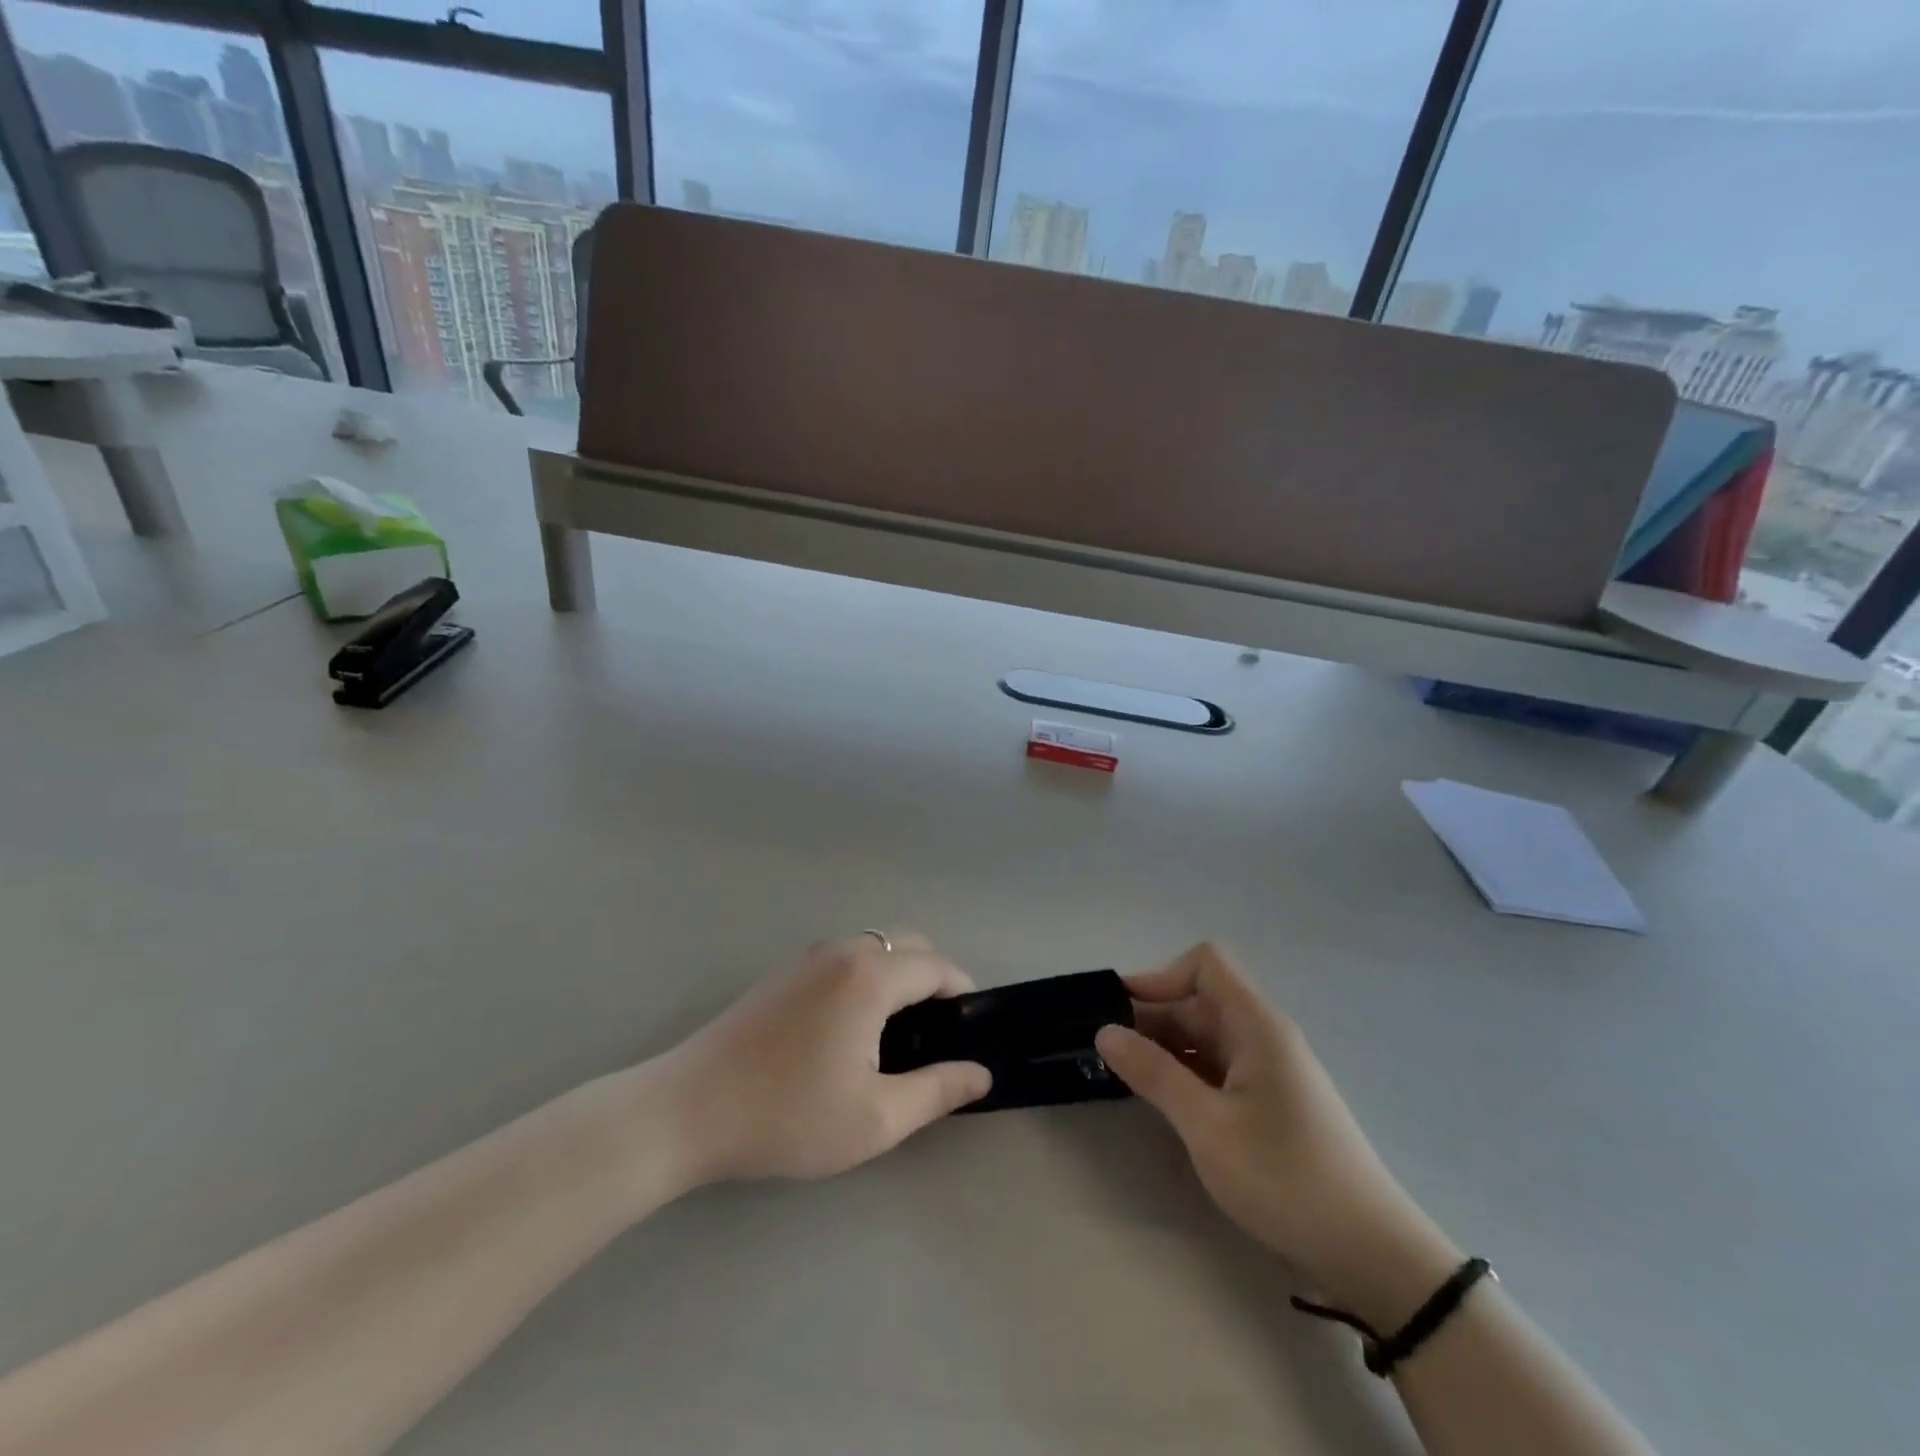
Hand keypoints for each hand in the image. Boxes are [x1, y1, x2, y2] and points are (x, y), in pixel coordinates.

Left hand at [661, 933, 991, 1184]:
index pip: (937, 966)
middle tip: (934, 1036)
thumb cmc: (788, 1115)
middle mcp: (843, 951)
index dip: (963, 993)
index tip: (970, 1031)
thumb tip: (980, 1073)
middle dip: (933, 978)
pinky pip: (844, 958)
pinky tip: (850, 1028)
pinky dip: (866, 976)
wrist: (688, 1110)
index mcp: (870, 976)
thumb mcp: (875, 1118)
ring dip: (898, 975)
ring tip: (896, 1034)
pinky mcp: (784, 972)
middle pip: (908, 944)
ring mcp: (808, 957)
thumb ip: (937, 1090)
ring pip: (874, 947)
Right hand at [1095, 944, 1460, 1326]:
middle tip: (1105, 1051)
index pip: (1205, 964)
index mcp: (1256, 1025)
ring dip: (1165, 1048)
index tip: (1122, 1012)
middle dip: (1152, 1017)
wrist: (1371, 1254)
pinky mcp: (1270, 1100)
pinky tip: (1162, 1100)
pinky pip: (1218, 1066)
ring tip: (1123, 1075)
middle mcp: (1263, 1035)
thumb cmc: (1286, 1179)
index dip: (1161, 977)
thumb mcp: (1207, 1126)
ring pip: (1206, 1036)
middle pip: (1199, 1001)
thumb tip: (1104, 1031)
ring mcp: (1269, 1069)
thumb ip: (1154, 1074)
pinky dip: (1186, 1073)